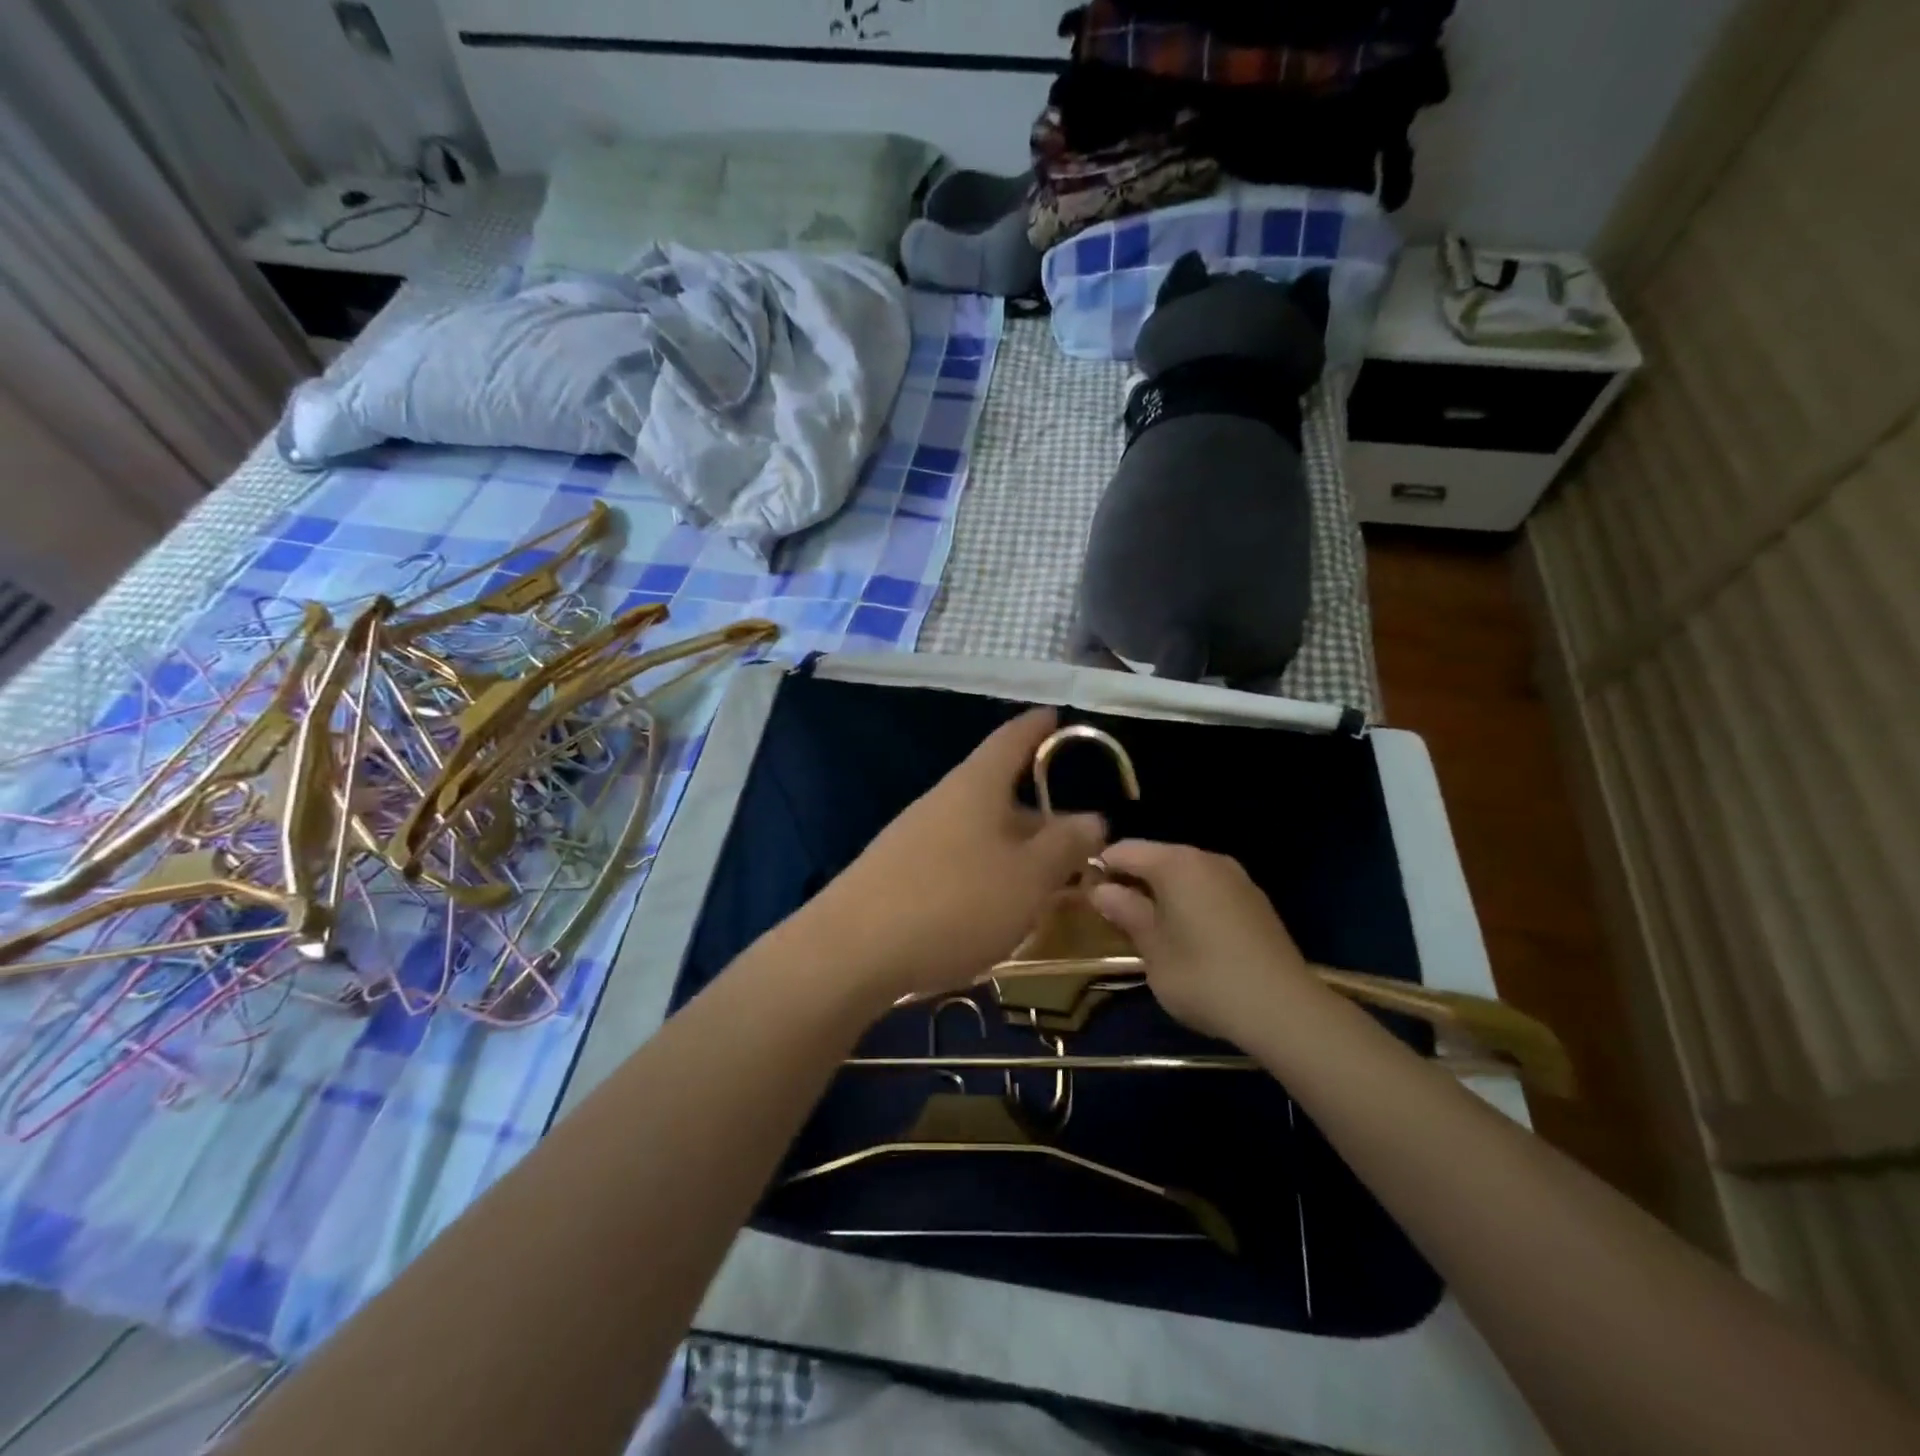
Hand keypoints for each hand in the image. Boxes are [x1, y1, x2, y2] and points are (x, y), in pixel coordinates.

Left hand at [801, 709, 1106, 1004]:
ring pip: (980, 834)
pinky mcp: (898, 873)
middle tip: (1076, 844)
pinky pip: (957, 862)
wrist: (852, 951)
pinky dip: (987, 876)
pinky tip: (996, 911)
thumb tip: (1093, 818)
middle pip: (999, 795)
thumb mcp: (1029, 876)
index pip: (1011, 739)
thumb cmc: (955, 902)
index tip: (1055, 715)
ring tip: (1045, 886)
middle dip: (1039, 816)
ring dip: (1015, 853)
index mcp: (977, 785)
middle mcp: (943, 801)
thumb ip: (1066, 845)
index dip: (1037, 726)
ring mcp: (915, 836)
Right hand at [1089, 840, 1316, 1042]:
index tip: (1087, 898)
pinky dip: (1190, 901)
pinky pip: (1209, 888)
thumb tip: (1100, 889)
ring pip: (1184, 873)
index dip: (1101, 869)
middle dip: (1132, 881)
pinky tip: (1189, 936)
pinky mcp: (1255, 899)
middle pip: (1156, 857)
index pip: (1125, 850)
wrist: (1283, 1009)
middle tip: (1115, 918)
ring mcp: (1236, 877)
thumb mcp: (1153, 949)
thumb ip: (1125, 912)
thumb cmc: (1204, 977)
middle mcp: (1207, 858)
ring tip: (1150, 930)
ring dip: (1161, 892)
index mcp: (1176, 863)